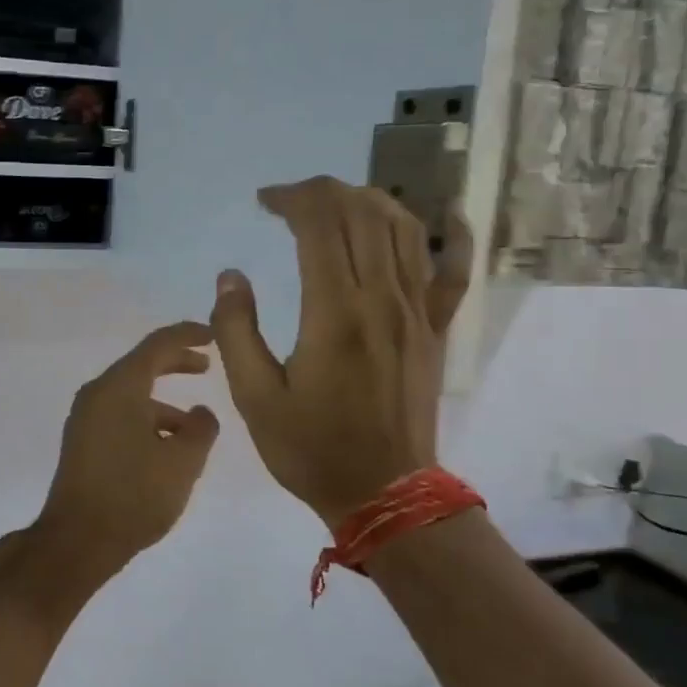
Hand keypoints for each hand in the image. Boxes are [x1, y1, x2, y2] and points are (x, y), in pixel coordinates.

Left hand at [29, 321, 220, 581]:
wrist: (77, 541)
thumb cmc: (134, 495)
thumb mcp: (183, 462)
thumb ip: (201, 429)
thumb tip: (201, 413)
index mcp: (120, 387)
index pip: (158, 345)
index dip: (188, 335)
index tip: (213, 335)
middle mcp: (98, 394)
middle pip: (141, 365)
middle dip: (176, 363)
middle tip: (206, 366)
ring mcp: (85, 419)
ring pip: (131, 395)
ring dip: (163, 402)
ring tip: (195, 426)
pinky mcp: (82, 442)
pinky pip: (120, 415)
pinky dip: (146, 419)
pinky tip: (166, 448)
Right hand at [210, 177, 469, 527]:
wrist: (385, 494)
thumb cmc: (312, 449)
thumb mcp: (255, 398)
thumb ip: (236, 331)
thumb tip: (231, 276)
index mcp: (334, 312)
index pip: (320, 223)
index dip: (291, 198)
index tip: (264, 202)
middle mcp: (382, 298)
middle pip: (362, 213)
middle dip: (324, 192)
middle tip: (291, 201)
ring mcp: (417, 311)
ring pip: (404, 229)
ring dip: (370, 201)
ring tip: (338, 204)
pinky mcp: (436, 329)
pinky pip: (455, 270)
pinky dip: (455, 234)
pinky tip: (447, 212)